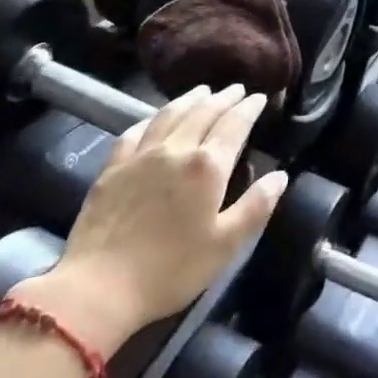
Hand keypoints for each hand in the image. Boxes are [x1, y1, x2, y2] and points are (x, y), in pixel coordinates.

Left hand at [17, 85, 282, 352]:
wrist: (97, 289)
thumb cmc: (171, 270)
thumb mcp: (226, 245)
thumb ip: (256, 207)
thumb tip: (280, 176)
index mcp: (207, 166)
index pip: (234, 125)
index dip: (249, 108)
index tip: (260, 97)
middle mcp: (176, 150)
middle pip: (203, 112)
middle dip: (223, 98)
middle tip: (237, 89)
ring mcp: (140, 156)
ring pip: (170, 114)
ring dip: (190, 99)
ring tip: (202, 90)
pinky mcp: (112, 169)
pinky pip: (135, 131)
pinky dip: (151, 118)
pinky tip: (155, 118)